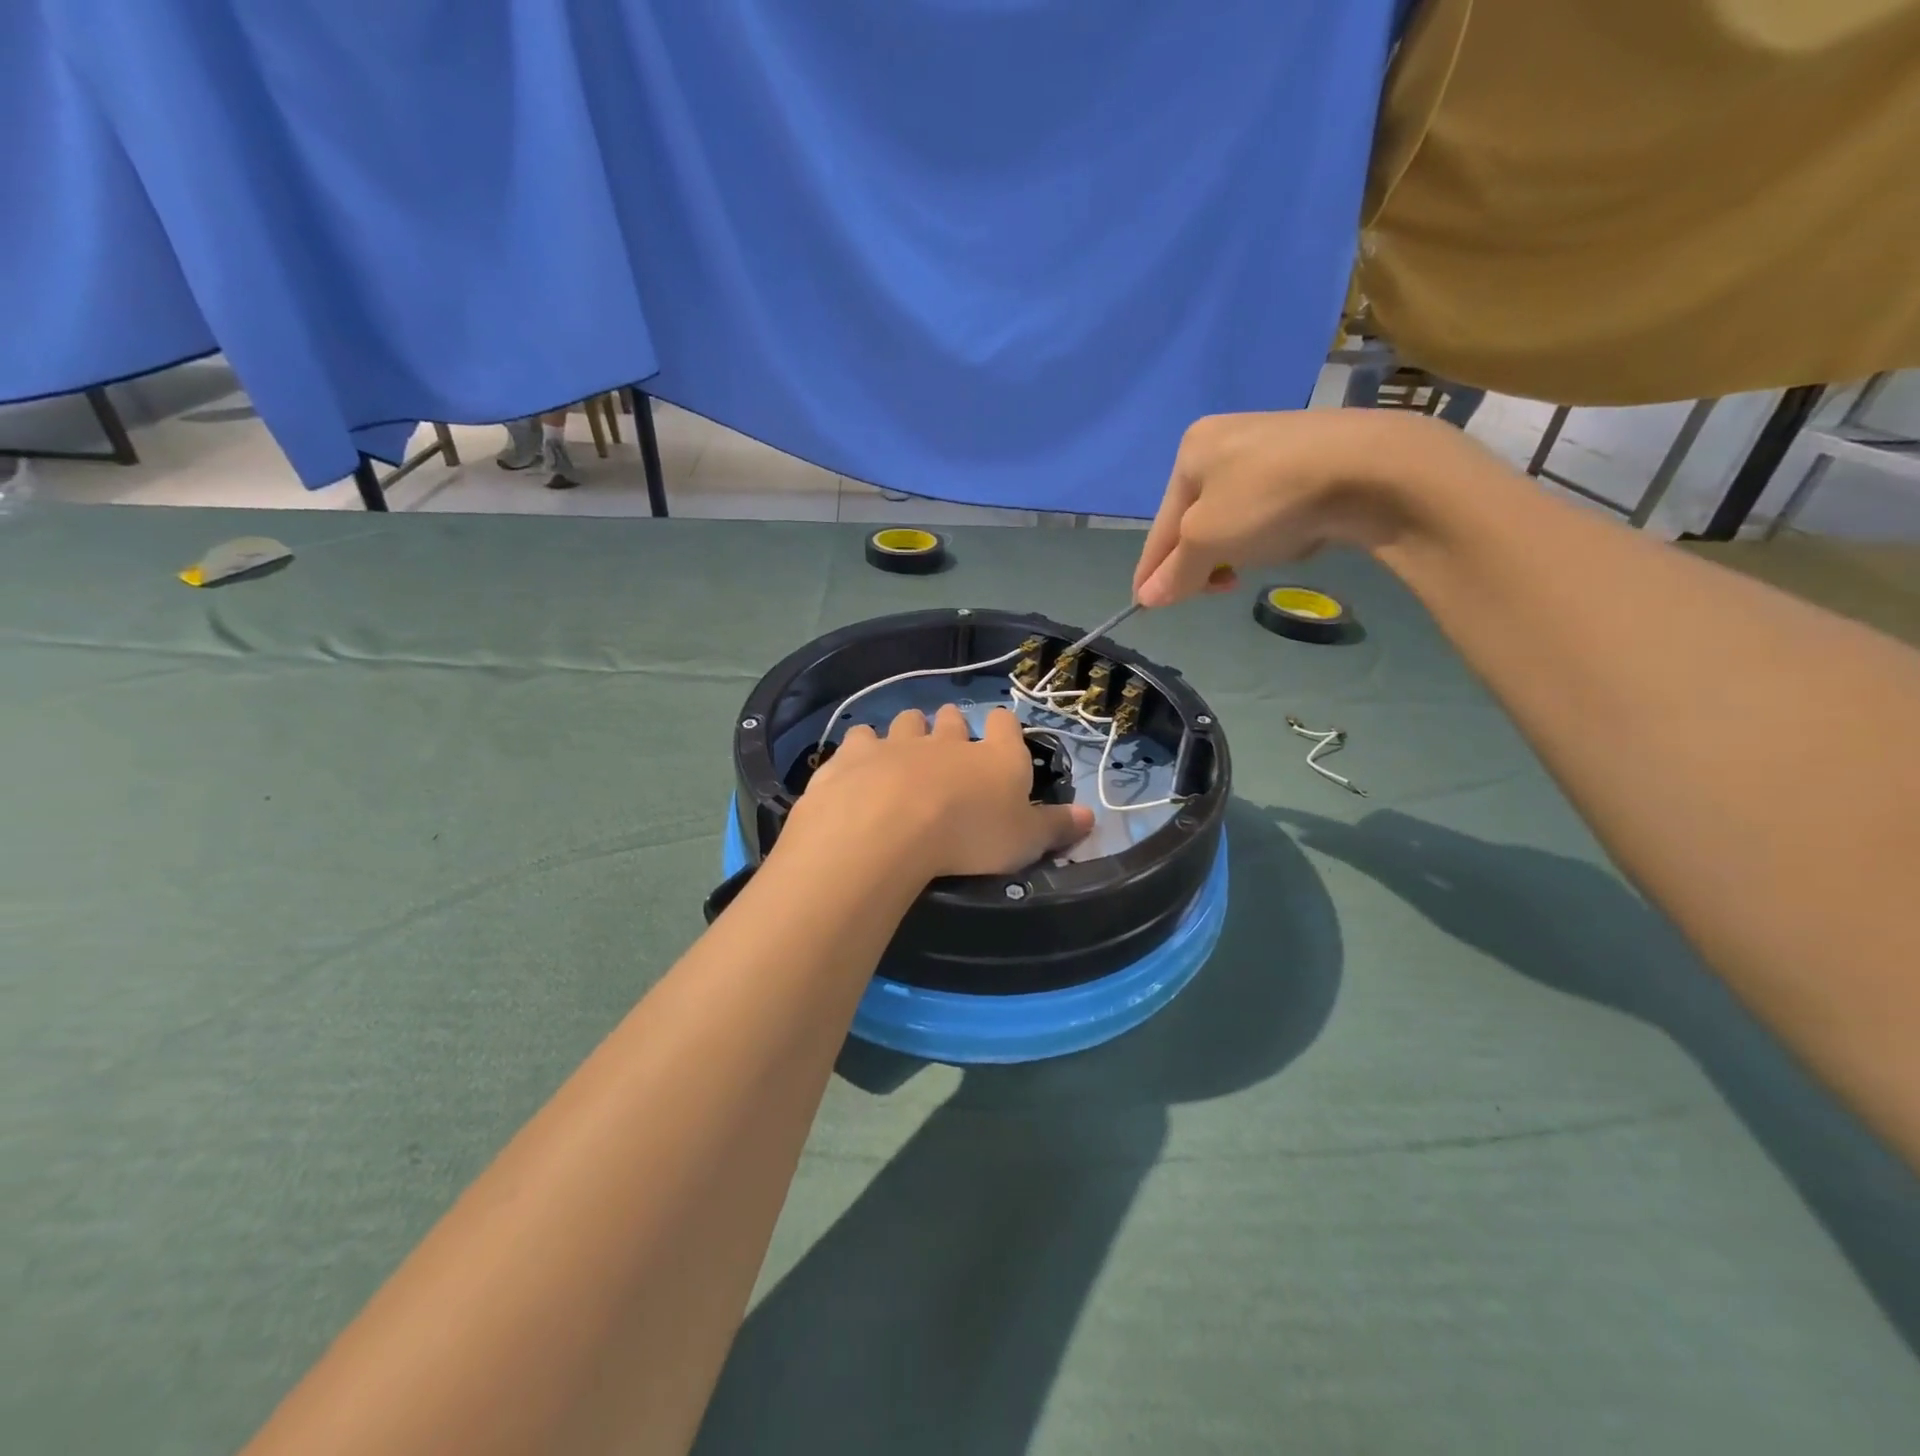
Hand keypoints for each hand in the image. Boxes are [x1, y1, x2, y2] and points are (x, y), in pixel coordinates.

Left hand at [777, 706, 1093, 883]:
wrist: (890, 830)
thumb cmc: (970, 836)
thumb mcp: (1024, 841)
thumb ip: (1056, 827)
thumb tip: (1092, 816)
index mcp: (995, 756)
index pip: (1006, 724)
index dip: (1005, 728)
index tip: (1001, 737)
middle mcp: (948, 740)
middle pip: (953, 719)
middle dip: (952, 728)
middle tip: (949, 750)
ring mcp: (898, 742)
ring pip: (907, 722)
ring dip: (909, 732)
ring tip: (905, 756)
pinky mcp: (856, 754)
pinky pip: (860, 738)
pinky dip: (863, 750)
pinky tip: (860, 768)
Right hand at [1133, 409, 1453, 607]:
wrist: (1374, 467)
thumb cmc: (1267, 499)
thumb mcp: (1206, 542)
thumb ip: (1174, 572)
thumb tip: (1145, 599)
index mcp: (1191, 451)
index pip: (1160, 525)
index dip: (1152, 570)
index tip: (1145, 607)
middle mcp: (1226, 439)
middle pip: (1196, 520)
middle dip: (1203, 559)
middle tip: (1220, 587)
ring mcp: (1273, 444)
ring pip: (1234, 515)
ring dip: (1237, 547)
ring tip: (1259, 559)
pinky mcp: (1312, 456)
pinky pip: (1270, 506)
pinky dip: (1270, 530)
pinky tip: (1292, 537)